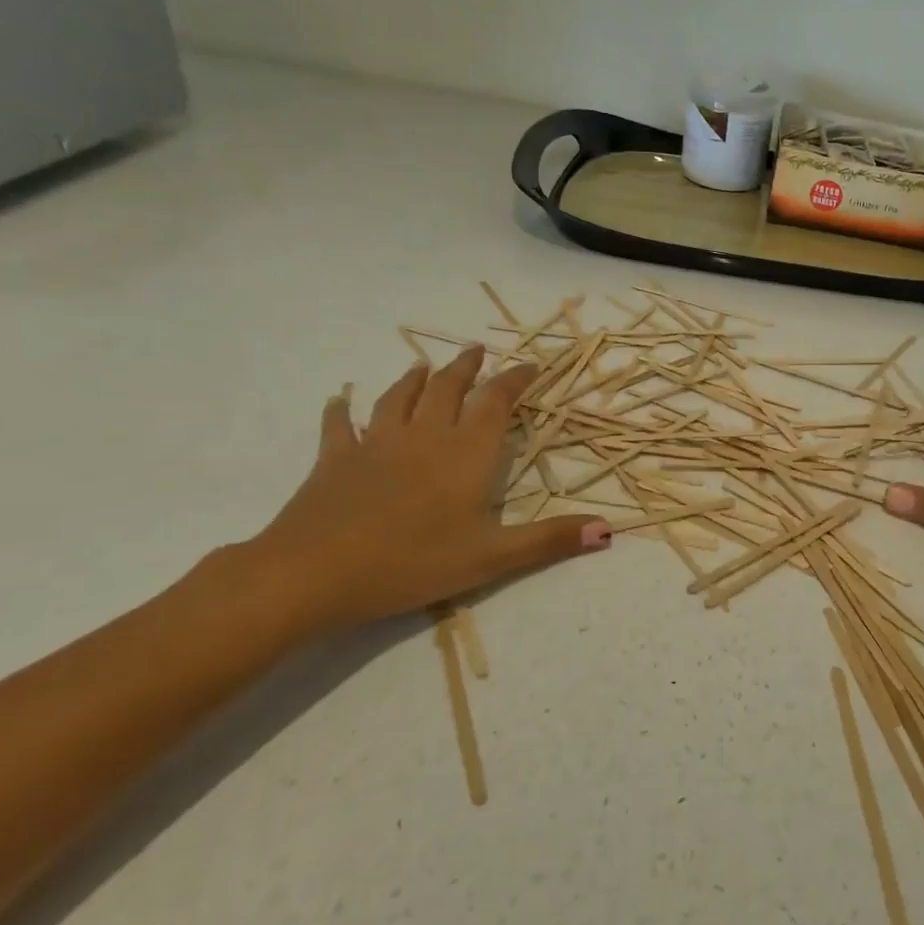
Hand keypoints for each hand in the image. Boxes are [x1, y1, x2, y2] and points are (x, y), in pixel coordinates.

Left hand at [247, 347, 610, 633]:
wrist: (314, 573)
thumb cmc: (413, 562)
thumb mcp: (493, 558)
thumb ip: (550, 540)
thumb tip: (609, 530)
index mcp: (466, 453)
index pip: (496, 402)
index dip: (515, 380)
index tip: (531, 365)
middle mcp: (424, 436)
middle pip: (448, 389)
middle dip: (466, 368)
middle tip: (476, 351)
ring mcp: (375, 444)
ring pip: (398, 398)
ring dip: (414, 379)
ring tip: (424, 366)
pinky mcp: (334, 461)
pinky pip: (339, 426)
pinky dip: (342, 410)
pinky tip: (340, 401)